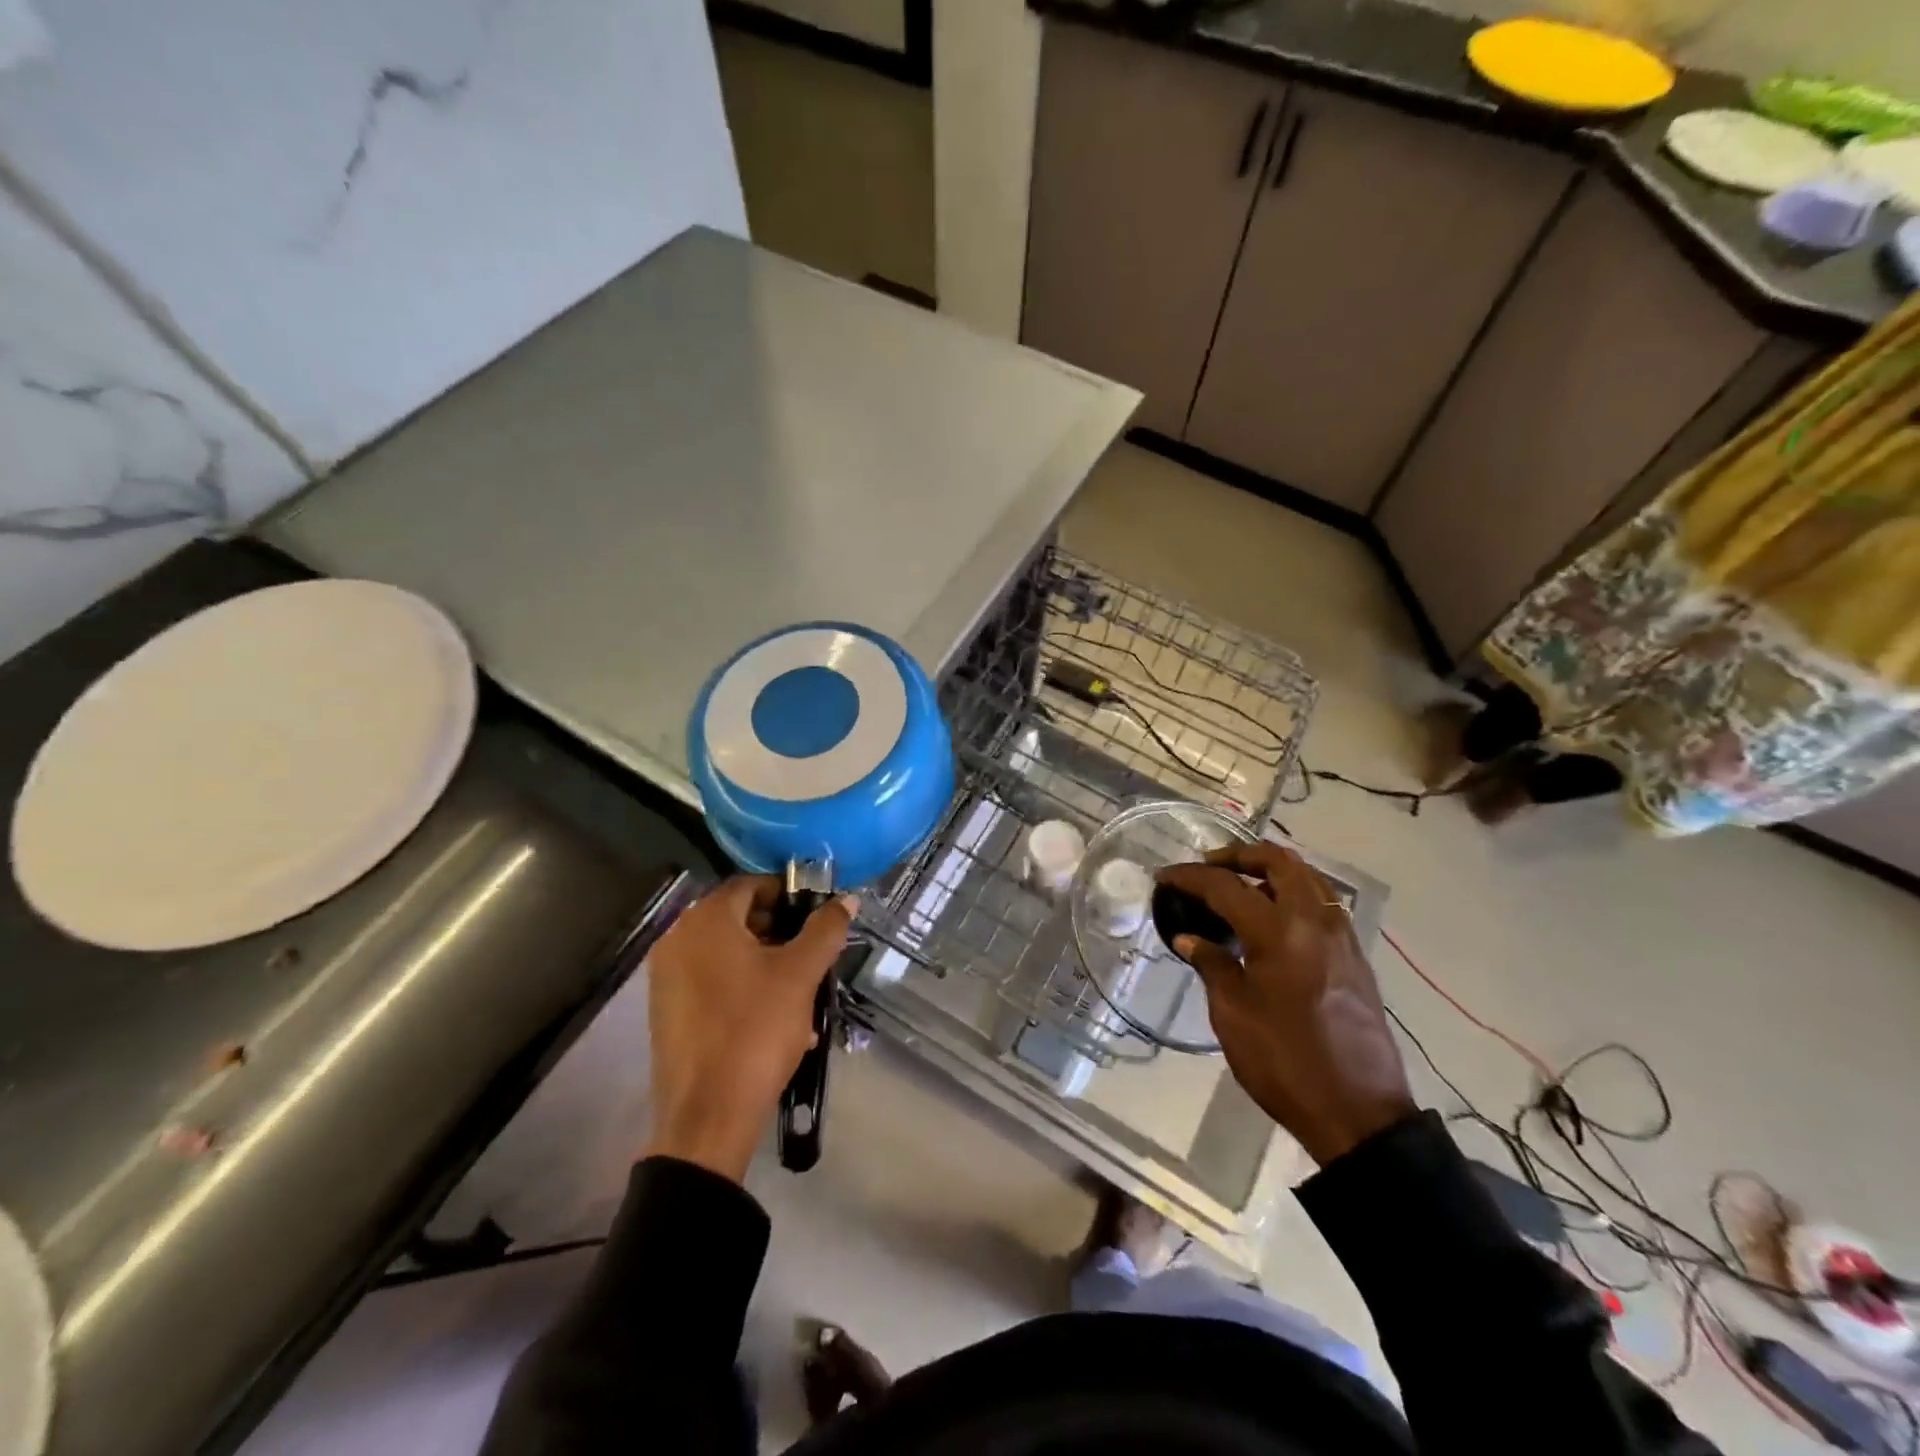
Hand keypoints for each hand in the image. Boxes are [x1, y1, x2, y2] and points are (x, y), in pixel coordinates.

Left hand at [644, 876, 854, 1182]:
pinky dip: (744, 988)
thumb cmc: (755, 1030)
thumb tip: (847, 899)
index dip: (789, 894)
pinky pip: (713, 982)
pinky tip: (777, 1019)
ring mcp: (667, 977)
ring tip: (802, 993)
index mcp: (705, 920)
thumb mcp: (801, 975)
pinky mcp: (667, 1010)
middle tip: (813, 955)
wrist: (707, 1116)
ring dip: (767, 963)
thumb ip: (826, 929)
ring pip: (728, 953)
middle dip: (781, 932)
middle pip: (739, 918)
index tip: (818, 917)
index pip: (752, 884)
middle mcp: (678, 939)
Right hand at [1157, 843, 1414, 1166]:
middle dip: (1239, 855)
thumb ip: (1212, 965)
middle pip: (1279, 862)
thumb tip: (1190, 938)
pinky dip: (1295, 893)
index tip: (1165, 876)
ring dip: (1271, 870)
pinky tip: (1273, 919)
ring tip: (1240, 886)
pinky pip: (1323, 903)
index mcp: (1279, 932)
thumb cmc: (1285, 1063)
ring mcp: (1341, 937)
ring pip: (1308, 877)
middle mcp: (1315, 922)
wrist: (1359, 1112)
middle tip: (1208, 867)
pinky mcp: (1355, 956)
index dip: (1190, 876)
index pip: (1226, 886)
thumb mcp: (1232, 1016)